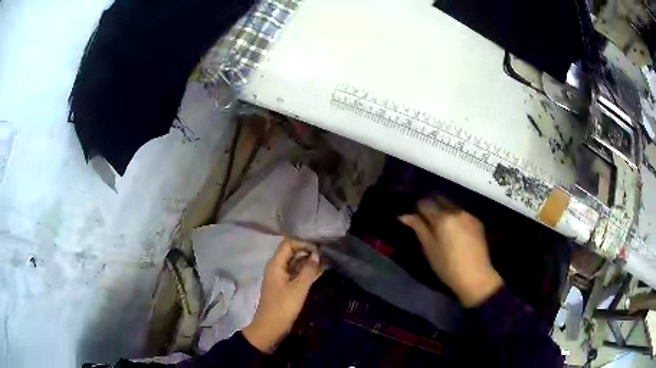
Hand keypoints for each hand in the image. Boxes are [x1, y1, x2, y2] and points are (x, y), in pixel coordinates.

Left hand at [242, 239, 322, 352]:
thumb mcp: (298, 288)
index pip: (288, 244)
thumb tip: (316, 255)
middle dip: (307, 251)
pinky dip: (306, 272)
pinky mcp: (284, 286)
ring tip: (326, 261)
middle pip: (292, 252)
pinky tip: (319, 272)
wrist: (270, 327)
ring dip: (308, 262)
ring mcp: (280, 277)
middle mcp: (276, 267)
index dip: (303, 243)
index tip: (319, 249)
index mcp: (275, 264)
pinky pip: (296, 274)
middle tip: (325, 254)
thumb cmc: (283, 307)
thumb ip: (308, 270)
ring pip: (295, 263)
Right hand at [399, 198, 502, 306]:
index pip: (425, 203)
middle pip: (440, 199)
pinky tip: (455, 233)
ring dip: (444, 211)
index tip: (415, 219)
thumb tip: (404, 215)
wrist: (476, 276)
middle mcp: (456, 211)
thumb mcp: (429, 249)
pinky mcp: (478, 222)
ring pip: (452, 206)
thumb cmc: (447, 266)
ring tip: (442, 228)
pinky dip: (455, 218)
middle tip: (426, 221)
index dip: (418, 209)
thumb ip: (418, 228)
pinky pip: (462, 213)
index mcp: (442, 218)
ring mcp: (469, 215)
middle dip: (432, 206)